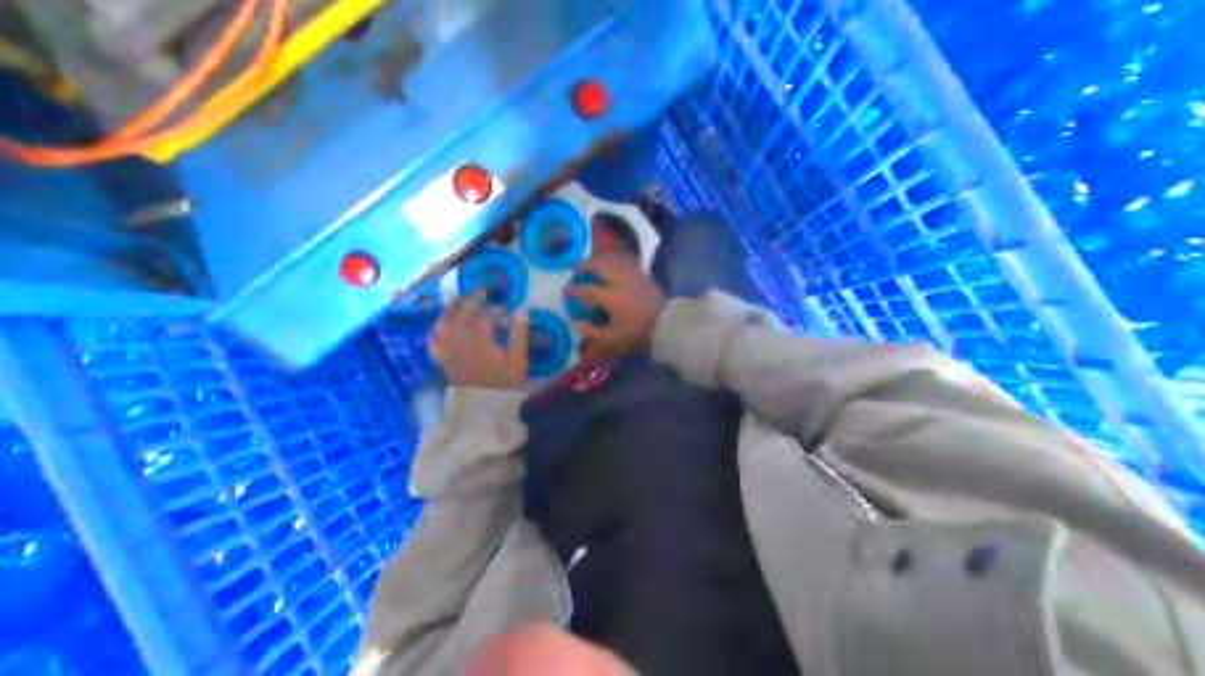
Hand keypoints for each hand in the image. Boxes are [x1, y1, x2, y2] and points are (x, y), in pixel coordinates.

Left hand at [432, 291, 526, 389]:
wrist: (484, 406)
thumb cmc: (504, 383)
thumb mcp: (518, 360)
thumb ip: (519, 335)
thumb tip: (522, 314)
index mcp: (479, 340)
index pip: (485, 317)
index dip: (496, 310)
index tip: (507, 310)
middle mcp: (460, 341)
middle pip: (461, 313)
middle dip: (471, 299)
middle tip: (481, 291)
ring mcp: (448, 349)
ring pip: (444, 321)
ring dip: (452, 308)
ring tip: (460, 300)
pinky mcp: (442, 358)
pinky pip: (433, 338)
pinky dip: (436, 327)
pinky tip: (441, 323)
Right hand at [565, 250, 667, 357]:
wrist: (666, 326)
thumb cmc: (637, 333)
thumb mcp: (612, 339)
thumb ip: (592, 331)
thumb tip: (576, 323)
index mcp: (612, 299)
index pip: (588, 290)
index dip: (574, 289)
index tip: (566, 289)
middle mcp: (621, 282)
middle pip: (600, 265)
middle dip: (584, 266)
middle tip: (576, 270)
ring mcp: (633, 275)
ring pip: (613, 259)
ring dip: (599, 260)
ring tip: (591, 264)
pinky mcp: (642, 274)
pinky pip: (625, 261)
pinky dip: (614, 260)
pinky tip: (611, 264)